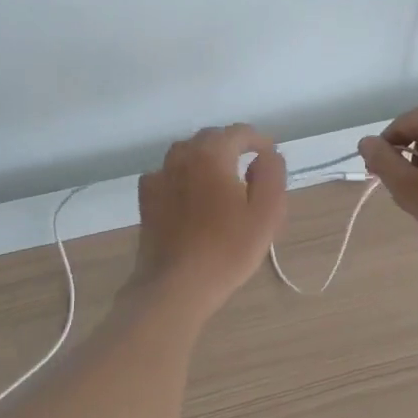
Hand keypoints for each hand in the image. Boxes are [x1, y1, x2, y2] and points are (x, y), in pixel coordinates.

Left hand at [134, 125, 286, 315]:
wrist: (176, 285)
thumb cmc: (227, 249)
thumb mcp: (267, 213)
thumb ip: (271, 174)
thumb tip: (266, 154)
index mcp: (212, 154)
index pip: (239, 132)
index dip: (258, 140)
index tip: (270, 155)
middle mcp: (181, 156)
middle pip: (210, 139)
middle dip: (231, 147)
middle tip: (249, 169)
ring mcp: (159, 176)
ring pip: (186, 153)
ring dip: (206, 159)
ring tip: (221, 181)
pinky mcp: (146, 198)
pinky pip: (168, 174)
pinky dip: (183, 176)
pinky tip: (190, 196)